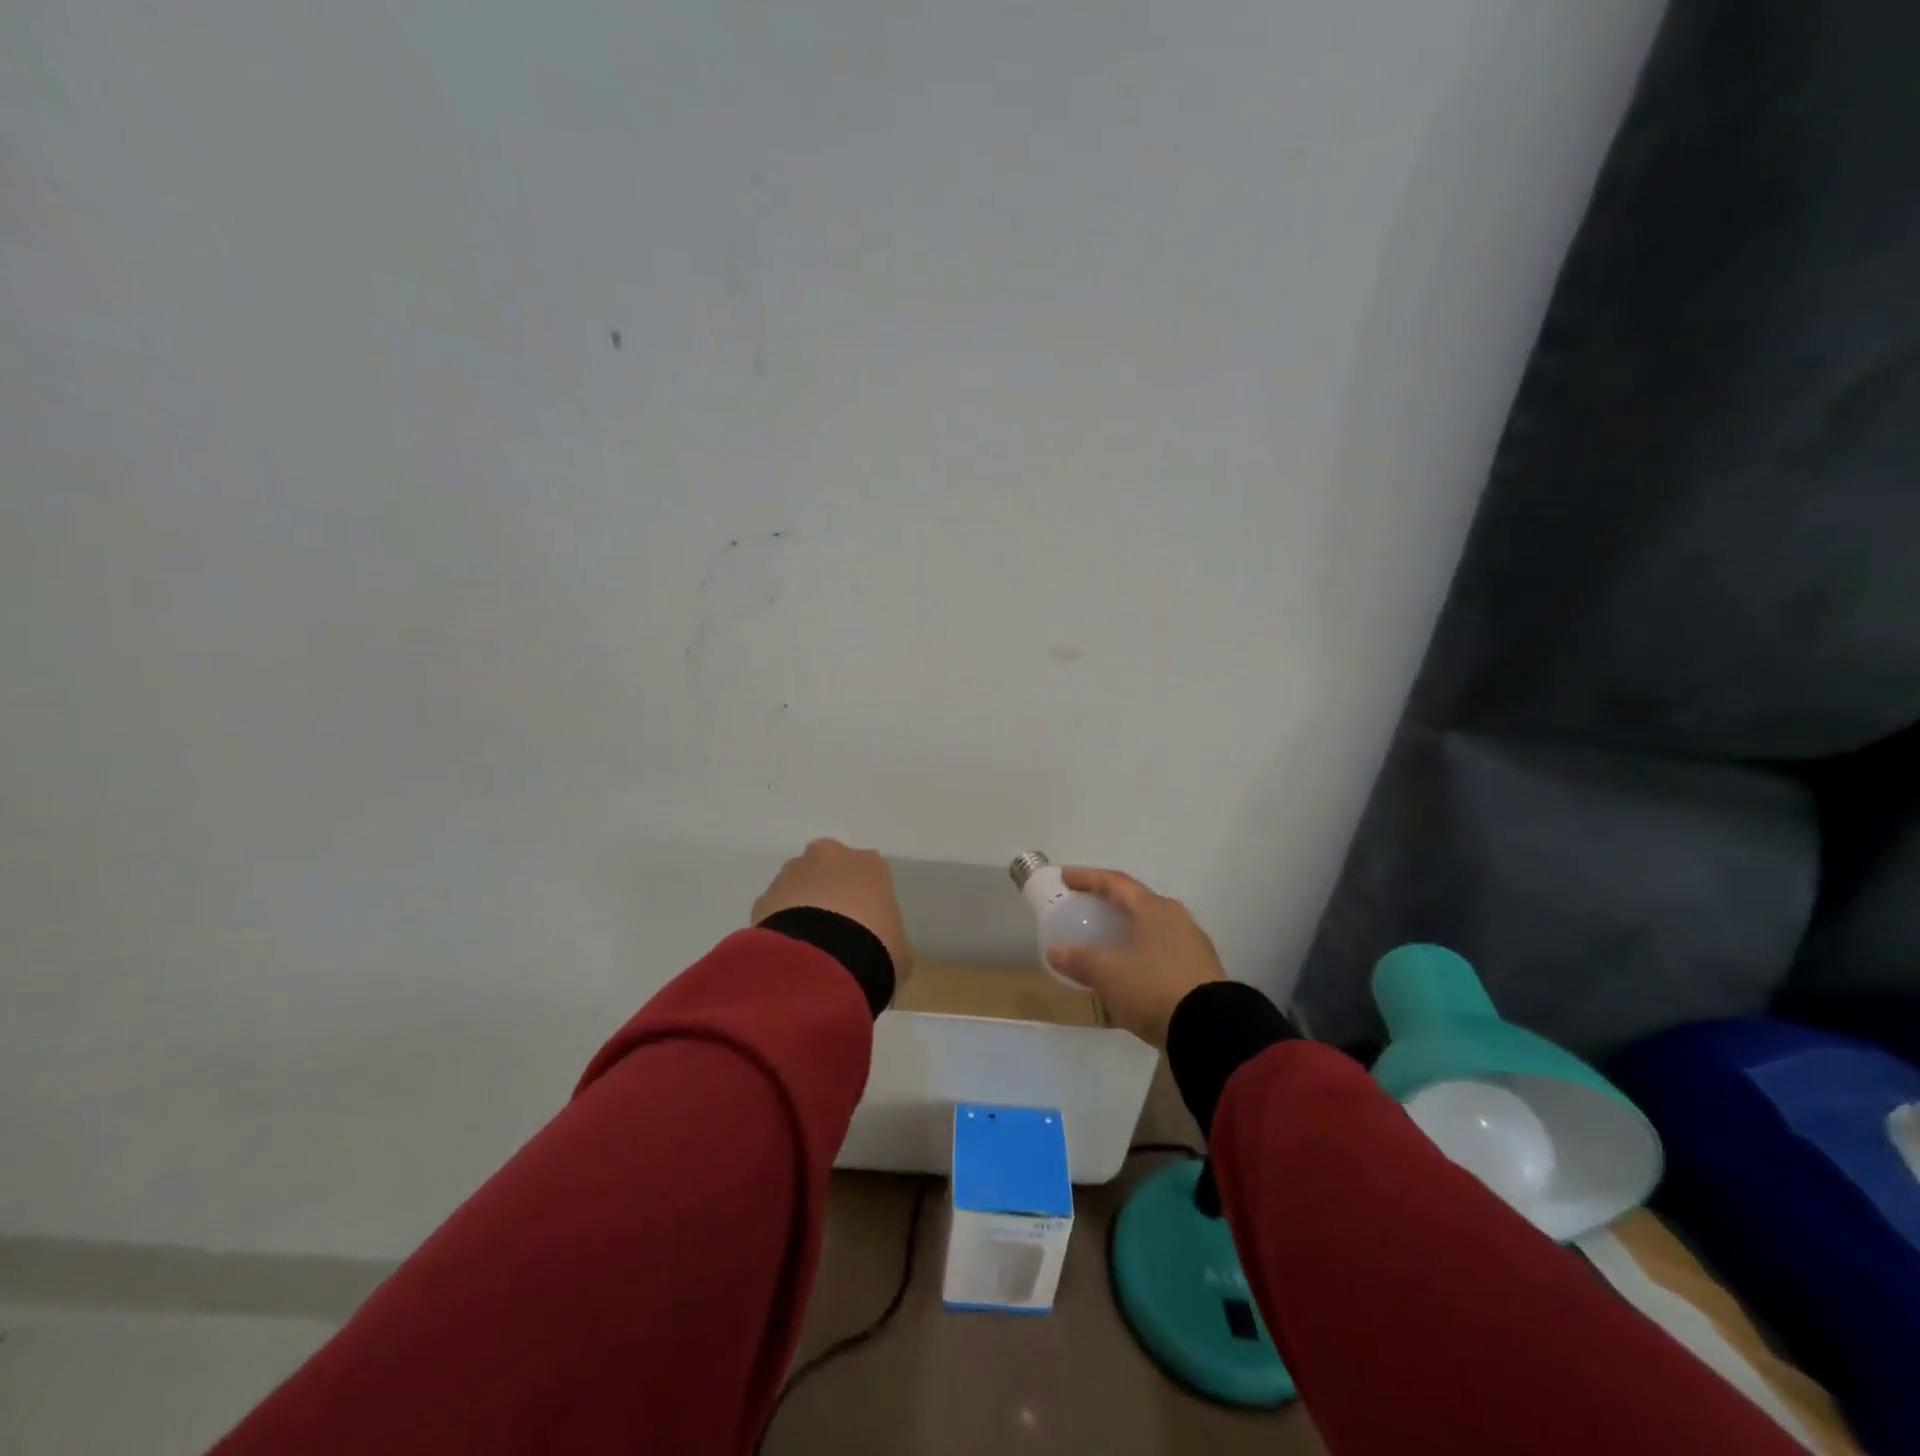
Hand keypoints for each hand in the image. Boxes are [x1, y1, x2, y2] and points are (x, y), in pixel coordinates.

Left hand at [752, 838, 913, 984]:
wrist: (823, 963)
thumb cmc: (875, 948)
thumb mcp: (899, 948)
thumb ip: (888, 938)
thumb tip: (880, 947)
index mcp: (870, 864)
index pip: (870, 875)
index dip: (866, 901)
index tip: (866, 927)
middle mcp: (830, 856)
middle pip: (829, 870)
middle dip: (829, 893)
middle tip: (834, 932)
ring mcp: (792, 873)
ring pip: (798, 885)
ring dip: (801, 907)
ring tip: (807, 947)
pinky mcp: (763, 897)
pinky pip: (775, 909)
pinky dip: (780, 926)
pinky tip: (788, 954)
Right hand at [1046, 867, 1224, 1048]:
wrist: (1213, 1030)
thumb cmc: (1155, 989)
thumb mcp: (1110, 976)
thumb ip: (1081, 960)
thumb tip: (1055, 950)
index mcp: (1153, 909)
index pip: (1115, 882)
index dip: (1088, 877)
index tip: (1065, 877)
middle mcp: (1175, 917)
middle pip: (1136, 900)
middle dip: (1109, 901)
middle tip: (1086, 906)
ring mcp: (1192, 943)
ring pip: (1151, 925)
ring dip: (1127, 926)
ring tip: (1107, 937)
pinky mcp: (1200, 969)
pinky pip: (1162, 948)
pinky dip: (1141, 949)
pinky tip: (1131, 967)